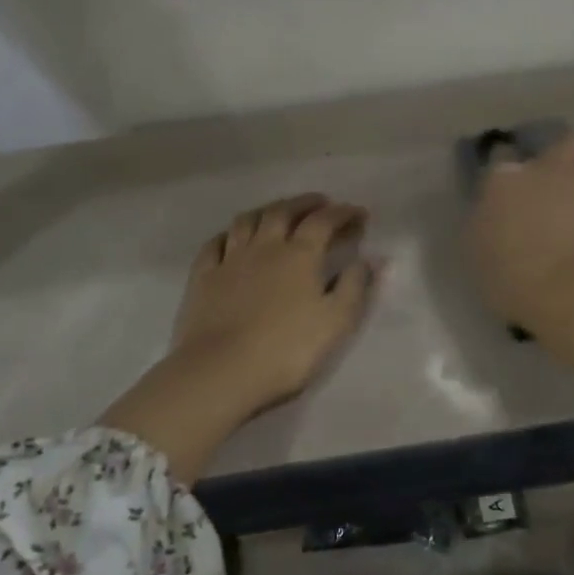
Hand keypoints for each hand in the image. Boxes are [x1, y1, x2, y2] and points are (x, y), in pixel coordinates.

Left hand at [101, 195, 375, 479]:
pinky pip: (215, 243)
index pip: (324, 221)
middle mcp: (264, 246)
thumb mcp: (336, 322)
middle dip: (305, 203)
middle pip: (284, 211)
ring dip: (267, 210)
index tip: (359, 213)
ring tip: (279, 212)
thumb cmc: (287, 350)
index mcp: (299, 255)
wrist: (221, 371)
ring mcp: (230, 259)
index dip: (343, 213)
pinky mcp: (203, 277)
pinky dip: (229, 233)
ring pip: (247, 220)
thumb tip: (370, 258)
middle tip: (321, 202)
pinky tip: (233, 237)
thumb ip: (355, 286)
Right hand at [465, 133, 573, 332]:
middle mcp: (553, 169)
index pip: (502, 155)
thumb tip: (494, 211)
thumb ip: (487, 219)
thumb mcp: (479, 250)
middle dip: (565, 159)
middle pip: (565, 145)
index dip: (508, 171)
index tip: (510, 186)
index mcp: (507, 179)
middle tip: (562, 185)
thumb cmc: (512, 278)